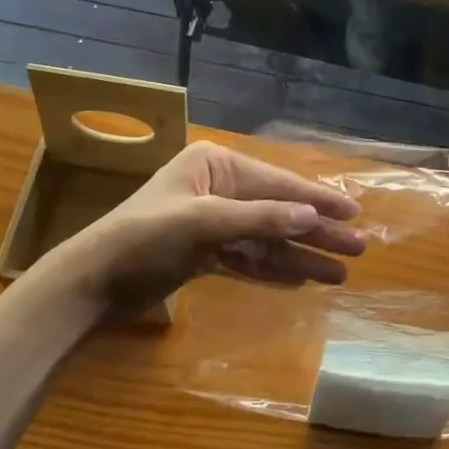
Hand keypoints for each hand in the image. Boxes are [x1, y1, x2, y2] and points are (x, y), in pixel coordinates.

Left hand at [44, 142, 365, 315]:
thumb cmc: (143, 239)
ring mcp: (212, 221)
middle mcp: (219, 188)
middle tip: (358, 249)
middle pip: (278, 211)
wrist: (90, 283)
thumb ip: (259, 219)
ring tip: (338, 274)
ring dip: (299, 256)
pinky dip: (271, 269)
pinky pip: (247, 259)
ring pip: (266, 239)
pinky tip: (300, 280)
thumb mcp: (202, 223)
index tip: (354, 213)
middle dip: (316, 232)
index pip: (278, 182)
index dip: (318, 199)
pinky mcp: (203, 253)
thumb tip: (310, 215)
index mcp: (216, 165)